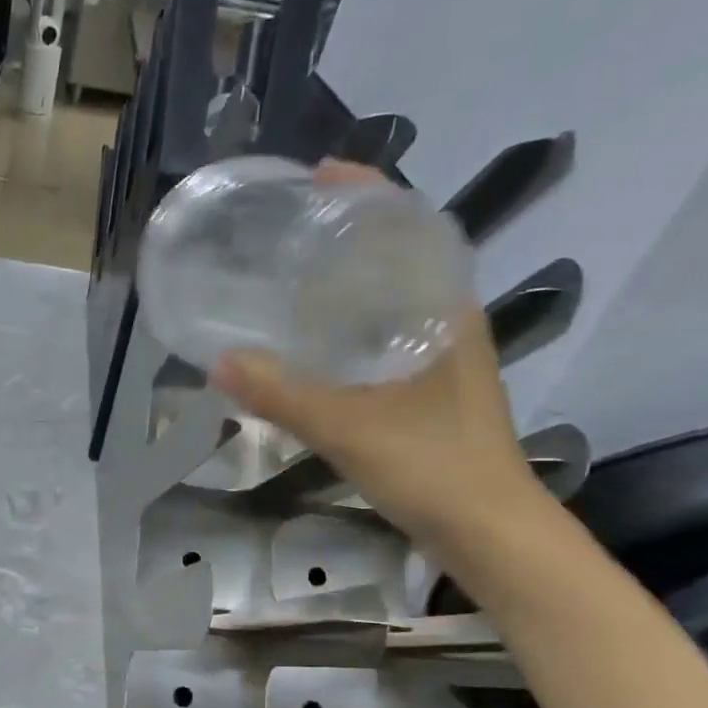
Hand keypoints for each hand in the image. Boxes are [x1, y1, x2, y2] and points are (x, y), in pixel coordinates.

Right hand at [209, 166, 547, 556]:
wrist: (489, 533)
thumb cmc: (433, 468)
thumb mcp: (349, 428)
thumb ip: (283, 396)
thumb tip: (218, 363)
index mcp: (446, 311)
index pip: (412, 226)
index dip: (368, 194)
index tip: (319, 174)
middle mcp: (448, 323)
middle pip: (399, 257)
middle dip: (348, 234)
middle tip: (289, 227)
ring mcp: (440, 359)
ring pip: (390, 300)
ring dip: (347, 282)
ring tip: (290, 275)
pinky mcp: (428, 391)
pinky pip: (383, 337)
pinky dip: (348, 327)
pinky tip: (311, 345)